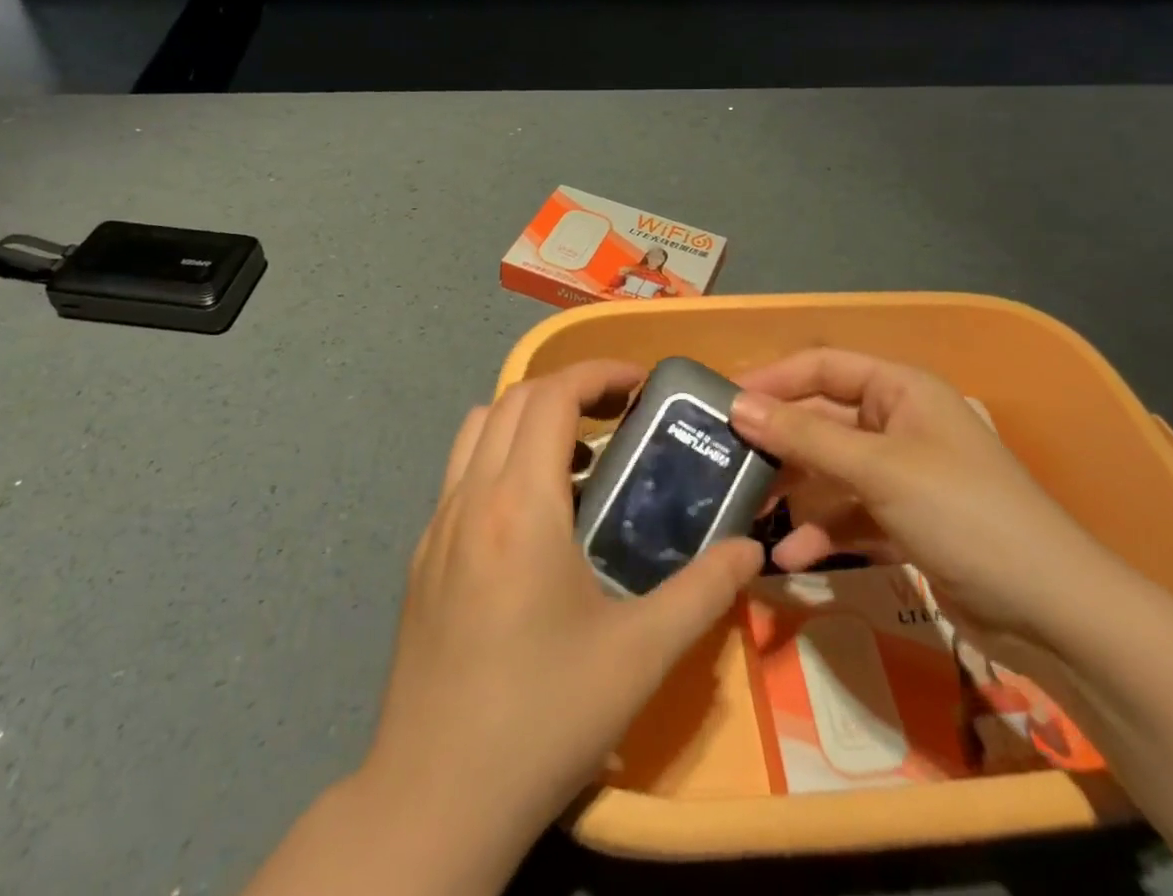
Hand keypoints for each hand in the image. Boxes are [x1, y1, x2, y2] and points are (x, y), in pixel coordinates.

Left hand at [362, 360, 761, 848]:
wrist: (435, 798)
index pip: (550, 396)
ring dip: (526, 417)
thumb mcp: (640, 655)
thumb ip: (703, 591)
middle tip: (618, 414)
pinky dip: (499, 456)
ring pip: (477, 429)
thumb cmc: (543, 716)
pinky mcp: (421, 556)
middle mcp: (469, 497)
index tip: (639, 385)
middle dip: (567, 389)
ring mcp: (436, 525)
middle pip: (512, 399)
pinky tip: (534, 515)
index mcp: (519, 504)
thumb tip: (752, 550)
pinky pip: (460, 472)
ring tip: (577, 456)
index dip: (597, 374)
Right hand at [730, 349, 1121, 668]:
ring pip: (830, 472)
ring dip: (793, 495)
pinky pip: (848, 514)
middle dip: (777, 445)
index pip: (821, 367)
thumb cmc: (964, 514)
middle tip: (724, 464)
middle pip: (821, 421)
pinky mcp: (905, 522)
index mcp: (899, 390)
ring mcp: (902, 475)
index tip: (721, 403)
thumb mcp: (878, 470)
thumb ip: (804, 438)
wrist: (1055, 614)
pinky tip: (789, 558)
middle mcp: (898, 423)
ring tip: (747, 516)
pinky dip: (821, 532)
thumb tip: (737, 406)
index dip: (771, 380)